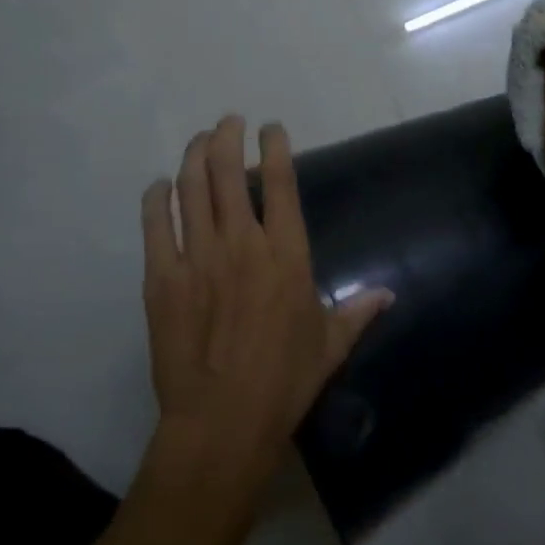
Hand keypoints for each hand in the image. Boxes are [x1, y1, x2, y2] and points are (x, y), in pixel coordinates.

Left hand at [141, 116, 392, 490]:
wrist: (223, 421)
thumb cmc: (284, 381)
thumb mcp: (330, 345)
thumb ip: (358, 312)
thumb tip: (388, 294)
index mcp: (286, 253)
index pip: (281, 182)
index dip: (275, 147)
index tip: (271, 128)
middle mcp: (241, 243)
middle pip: (229, 172)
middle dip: (228, 137)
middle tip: (229, 123)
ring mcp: (197, 256)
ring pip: (191, 187)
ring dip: (195, 155)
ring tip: (200, 141)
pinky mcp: (162, 277)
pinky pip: (156, 223)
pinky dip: (157, 197)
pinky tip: (160, 186)